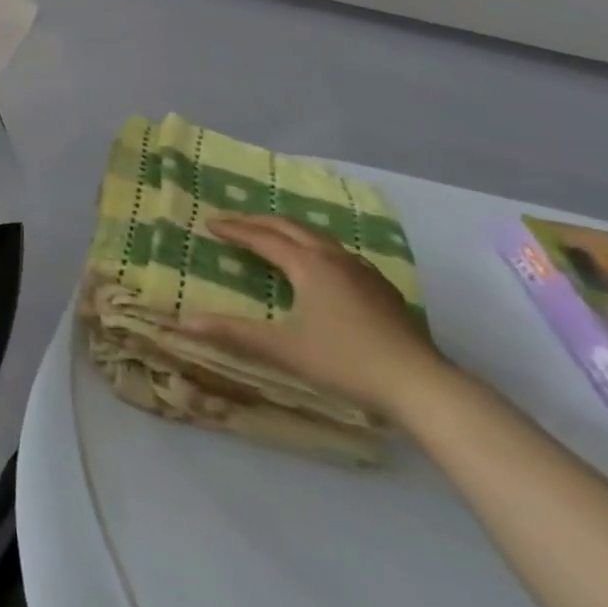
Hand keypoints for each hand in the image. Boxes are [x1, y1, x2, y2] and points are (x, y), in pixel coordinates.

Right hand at [189, 213, 451, 419]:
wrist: (421, 385)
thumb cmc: (346, 362)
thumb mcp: (284, 349)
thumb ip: (235, 333)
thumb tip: (186, 322)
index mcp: (308, 265)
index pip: (262, 237)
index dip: (234, 229)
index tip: (210, 222)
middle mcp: (334, 258)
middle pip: (290, 227)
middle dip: (258, 221)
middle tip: (233, 221)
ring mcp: (362, 271)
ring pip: (317, 237)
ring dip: (287, 231)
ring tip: (270, 235)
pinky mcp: (380, 288)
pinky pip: (337, 252)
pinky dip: (313, 247)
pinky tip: (318, 265)